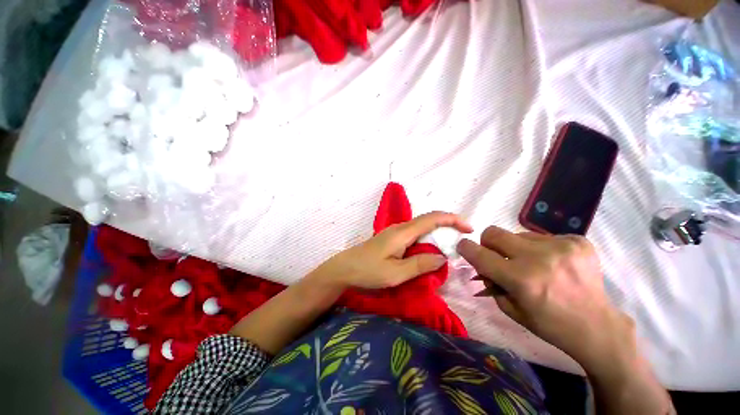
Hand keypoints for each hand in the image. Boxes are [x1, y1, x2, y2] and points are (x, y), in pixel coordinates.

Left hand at [313, 212, 472, 289]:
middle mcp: (400, 228)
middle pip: (428, 220)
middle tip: (463, 239)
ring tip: (451, 245)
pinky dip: (428, 239)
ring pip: (422, 227)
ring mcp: (395, 232)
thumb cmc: (369, 271)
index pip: (432, 219)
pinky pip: (415, 234)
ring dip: (438, 233)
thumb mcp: (396, 273)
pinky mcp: (392, 239)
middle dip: (448, 225)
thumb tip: (442, 258)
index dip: (452, 219)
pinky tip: (430, 250)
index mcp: (403, 232)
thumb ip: (420, 264)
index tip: (469, 228)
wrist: (345, 268)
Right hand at [456, 227, 634, 370]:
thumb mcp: (510, 308)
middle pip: (493, 232)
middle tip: (499, 256)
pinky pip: (543, 236)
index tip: (464, 247)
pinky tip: (554, 263)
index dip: (465, 248)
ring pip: (518, 234)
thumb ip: (490, 282)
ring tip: (534, 264)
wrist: (598, 326)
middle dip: (488, 243)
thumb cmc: (549, 324)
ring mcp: (561, 246)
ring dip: (518, 248)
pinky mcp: (578, 241)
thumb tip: (480, 264)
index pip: (479, 254)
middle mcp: (539, 258)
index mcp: (521, 279)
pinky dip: (541, 248)